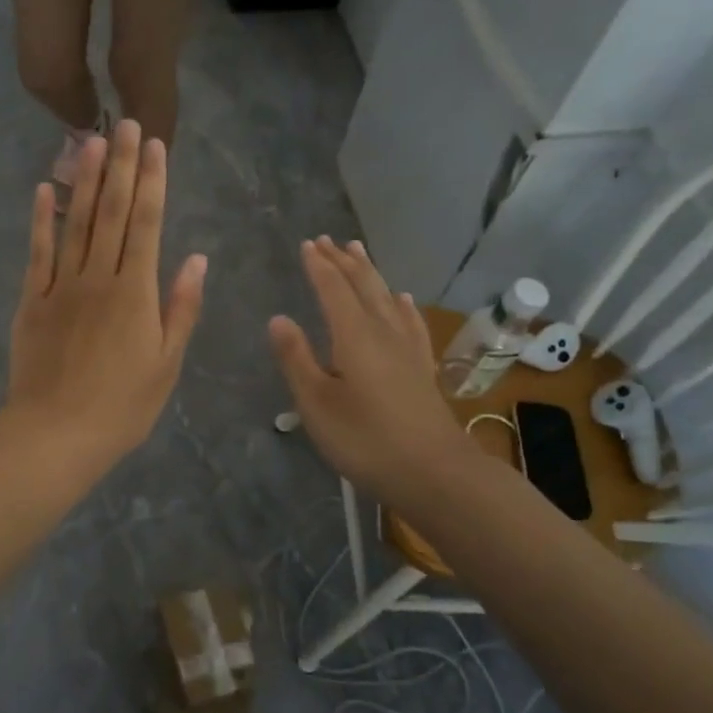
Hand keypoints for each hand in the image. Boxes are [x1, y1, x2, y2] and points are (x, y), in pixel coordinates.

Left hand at [6, 120, 207, 470]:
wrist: (55, 435)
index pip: (147, 224)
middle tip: (124, 122)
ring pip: (75, 222)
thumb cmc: (122, 406)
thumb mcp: (167, 364)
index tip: (154, 145)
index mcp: (136, 292)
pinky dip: (40, 219)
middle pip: (111, 212)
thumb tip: (197, 258)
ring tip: (90, 140)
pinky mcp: (31, 301)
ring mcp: (60, 286)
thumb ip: (181, 308)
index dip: (152, 182)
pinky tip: (45, 189)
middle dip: (120, 166)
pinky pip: (37, 252)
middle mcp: (99, 277)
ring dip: (84, 179)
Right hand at [269, 238, 474, 513]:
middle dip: (343, 261)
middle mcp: (383, 331)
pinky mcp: (421, 366)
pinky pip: (410, 321)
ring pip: (386, 297)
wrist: (434, 472)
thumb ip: (296, 358)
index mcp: (353, 335)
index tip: (307, 244)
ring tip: (359, 252)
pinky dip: (401, 304)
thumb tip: (279, 318)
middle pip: (362, 285)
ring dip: (370, 273)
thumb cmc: (365, 440)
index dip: (319, 265)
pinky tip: (402, 299)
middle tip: (329, 239)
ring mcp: (407, 348)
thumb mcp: (316, 403)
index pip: (333, 288)